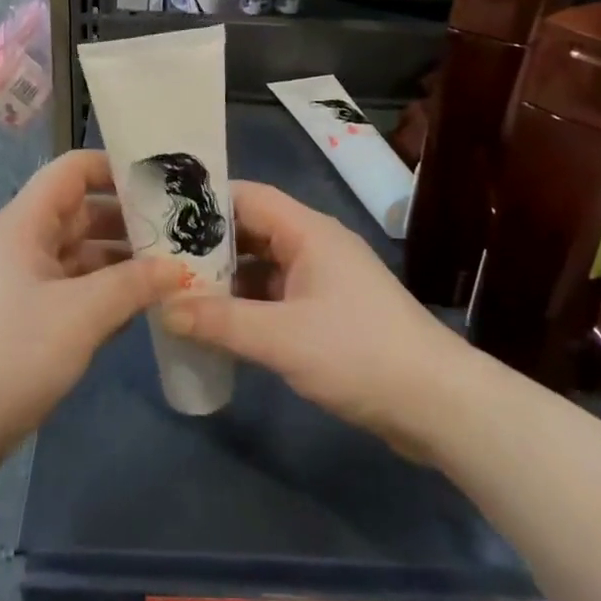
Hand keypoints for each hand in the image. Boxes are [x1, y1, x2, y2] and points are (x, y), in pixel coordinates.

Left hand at [0, 149, 184, 473]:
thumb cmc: (12, 350)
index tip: (161, 185)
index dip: (115, 168)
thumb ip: (134, 284)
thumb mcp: (83, 313)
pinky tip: (143, 309)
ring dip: (122, 261)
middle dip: (129, 220)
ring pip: (81, 255)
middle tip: (181, 233)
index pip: (73, 169)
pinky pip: (74, 291)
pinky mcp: (27, 319)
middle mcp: (24, 242)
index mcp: (26, 222)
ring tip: (173, 270)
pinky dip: (106, 294)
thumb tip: (176, 269)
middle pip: (82, 212)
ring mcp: (24, 282)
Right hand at [164, 182, 461, 460]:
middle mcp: (315, 244)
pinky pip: (277, 293)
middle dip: (209, 245)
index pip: (248, 197)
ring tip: (180, 291)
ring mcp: (323, 278)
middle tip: (162, 259)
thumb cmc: (359, 353)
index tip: (162, 216)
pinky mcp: (329, 311)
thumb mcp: (282, 338)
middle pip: (253, 229)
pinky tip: (220, 323)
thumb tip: (163, 307)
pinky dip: (248, 303)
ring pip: (263, 264)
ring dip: (228, 278)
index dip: (206, 203)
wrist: (438, 404)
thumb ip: (221, 321)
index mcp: (308, 231)